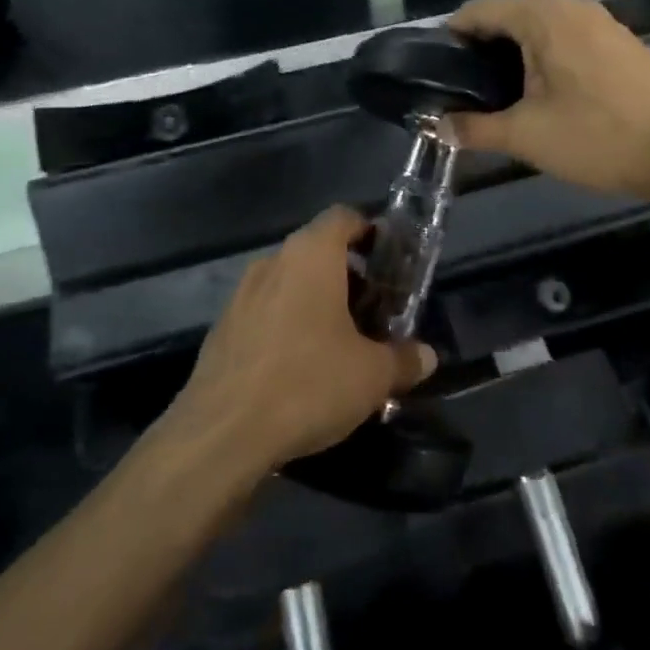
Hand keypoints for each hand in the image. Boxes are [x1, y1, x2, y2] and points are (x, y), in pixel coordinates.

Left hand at [177, 207, 437, 470]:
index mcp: (311, 255)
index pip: (343, 217)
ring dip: (316, 302)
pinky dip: (287, 326)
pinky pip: (265, 313)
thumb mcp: (372, 375)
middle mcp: (272, 262)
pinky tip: (300, 368)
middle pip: (317, 252)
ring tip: (340, 343)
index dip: (369, 231)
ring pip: (289, 283)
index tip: (388, 259)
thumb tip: (427, 356)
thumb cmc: (308, 383)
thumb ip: (404, 360)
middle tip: (373, 312)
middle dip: (347, 276)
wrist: (222, 432)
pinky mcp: (222, 329)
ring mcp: (241, 295)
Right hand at [449, 0, 649, 203]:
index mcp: (541, 14)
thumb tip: (437, 126)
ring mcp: (598, 21)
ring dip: (510, 57)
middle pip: (505, 16)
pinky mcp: (617, 42)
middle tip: (459, 93)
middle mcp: (569, 6)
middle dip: (478, 51)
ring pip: (536, 29)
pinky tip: (540, 96)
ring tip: (494, 98)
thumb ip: (474, 128)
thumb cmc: (601, 135)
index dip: (448, 39)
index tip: (432, 74)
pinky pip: (563, 39)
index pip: (476, 10)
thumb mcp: (527, 136)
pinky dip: (540, 60)